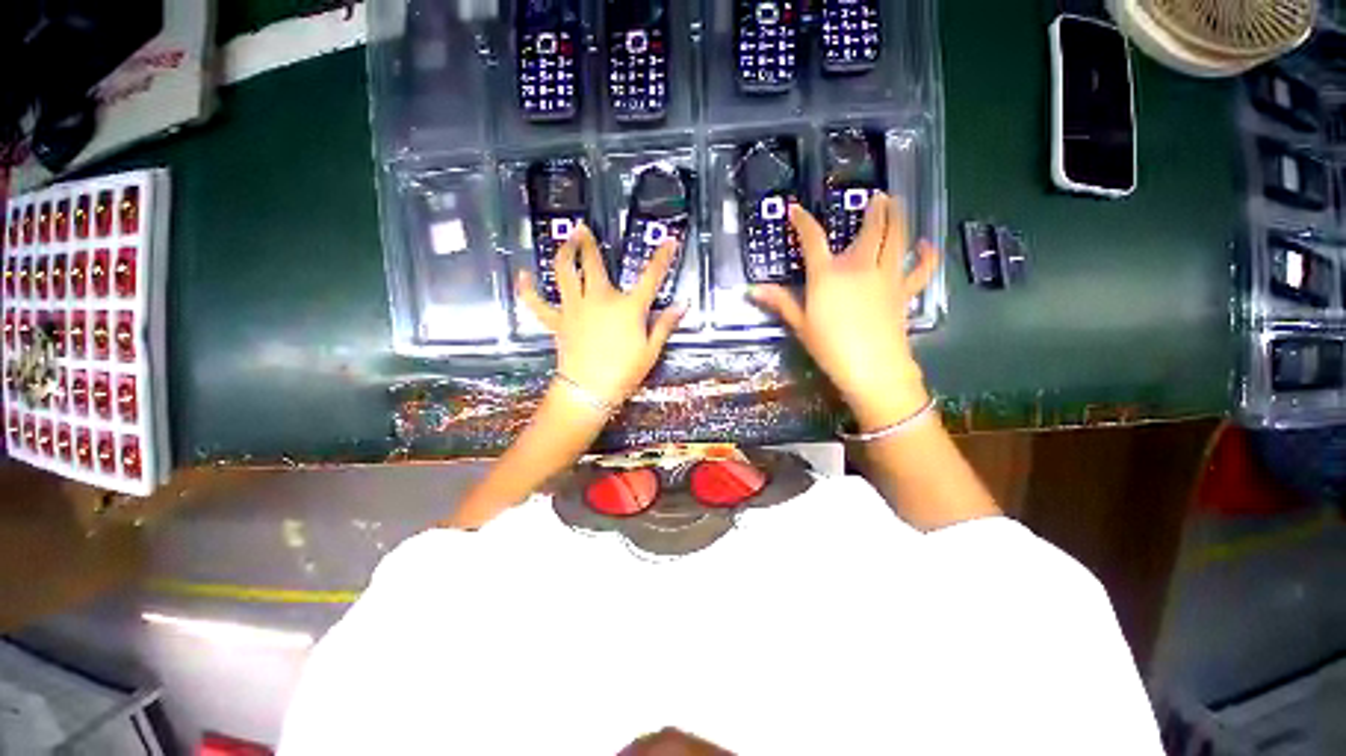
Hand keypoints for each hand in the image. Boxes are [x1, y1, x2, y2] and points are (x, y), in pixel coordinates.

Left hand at [516, 224, 684, 406]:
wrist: (590, 391)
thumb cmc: (625, 372)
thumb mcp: (651, 351)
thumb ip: (665, 325)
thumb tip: (682, 305)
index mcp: (628, 307)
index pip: (651, 277)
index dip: (662, 258)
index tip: (670, 241)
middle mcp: (600, 299)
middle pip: (593, 264)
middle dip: (589, 243)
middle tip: (583, 228)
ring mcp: (575, 307)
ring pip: (565, 272)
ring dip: (564, 253)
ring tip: (565, 240)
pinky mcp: (557, 321)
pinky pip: (537, 302)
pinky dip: (528, 289)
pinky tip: (523, 276)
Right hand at [750, 193, 938, 430]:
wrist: (872, 368)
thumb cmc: (830, 347)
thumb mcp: (800, 325)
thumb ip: (780, 302)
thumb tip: (753, 290)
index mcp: (828, 274)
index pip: (813, 239)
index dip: (803, 221)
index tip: (796, 209)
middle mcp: (860, 266)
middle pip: (871, 229)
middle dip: (874, 209)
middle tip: (877, 196)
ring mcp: (886, 276)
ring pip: (898, 238)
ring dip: (899, 217)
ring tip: (898, 203)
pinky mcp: (904, 291)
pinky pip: (920, 268)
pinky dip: (927, 255)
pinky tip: (927, 244)